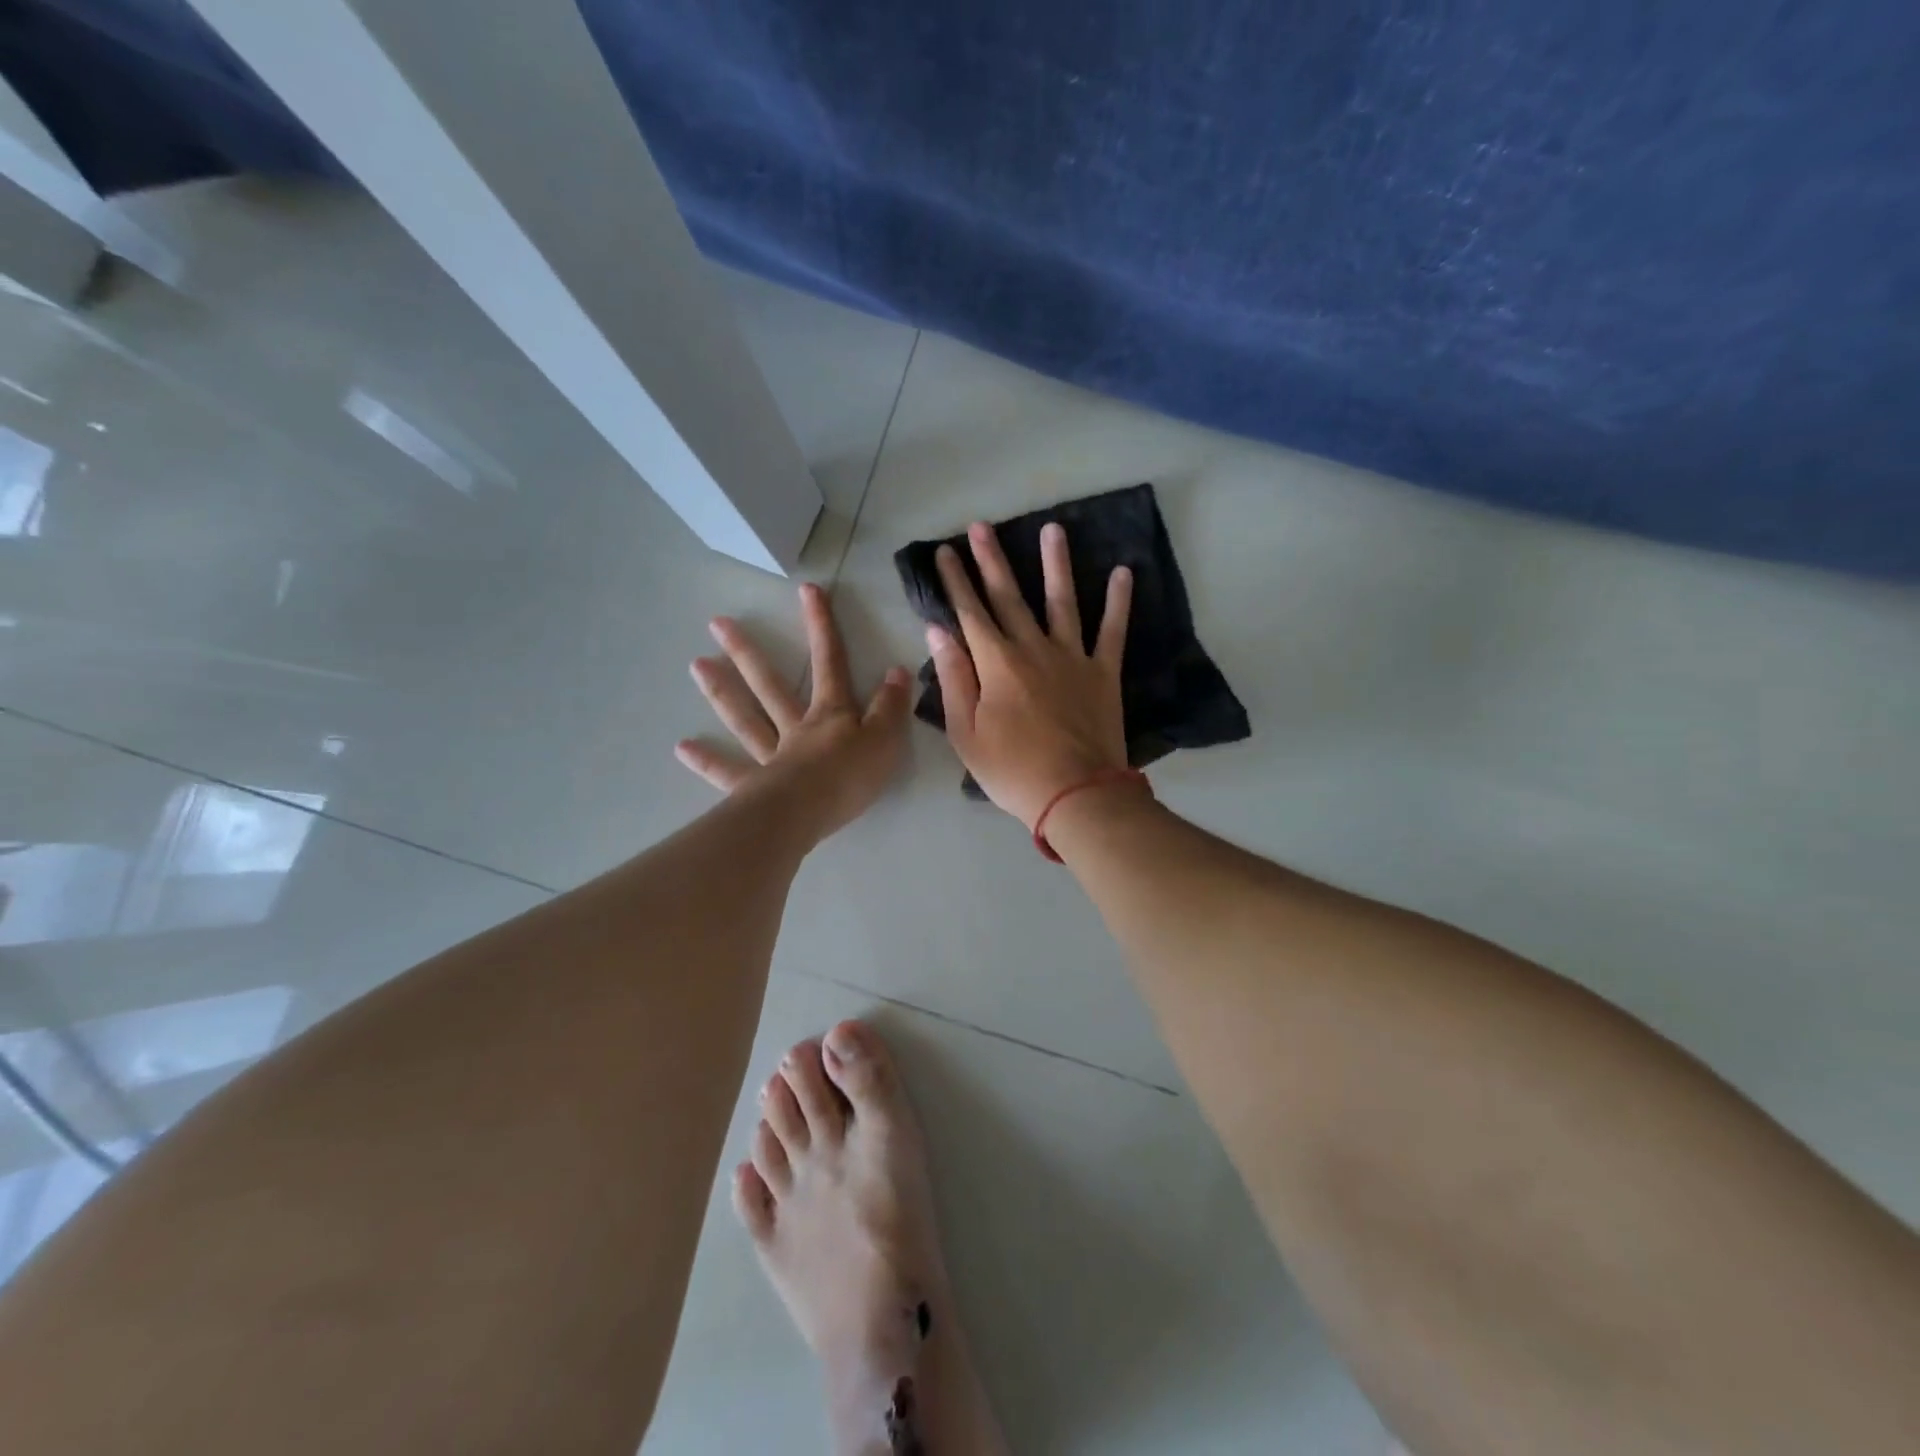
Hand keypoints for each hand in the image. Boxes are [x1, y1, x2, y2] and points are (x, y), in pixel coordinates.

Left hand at [677, 583, 911, 840]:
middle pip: (770, 684)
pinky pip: (729, 771)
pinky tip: (683, 747)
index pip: (830, 662)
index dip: (821, 625)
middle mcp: (796, 727)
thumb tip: (897, 671)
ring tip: (696, 665)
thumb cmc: (851, 776)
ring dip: (722, 691)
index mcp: (830, 714)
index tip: (807, 590)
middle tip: (717, 623)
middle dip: (748, 652)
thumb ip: (891, 706)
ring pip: (745, 718)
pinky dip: (707, 760)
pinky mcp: (754, 787)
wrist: (811, 812)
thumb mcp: (886, 739)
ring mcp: (771, 755)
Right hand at [928, 521, 1133, 827]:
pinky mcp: (1104, 672)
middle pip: (1009, 597)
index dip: (955, 580)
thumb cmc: (1012, 770)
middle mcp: (1033, 648)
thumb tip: (938, 631)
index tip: (944, 551)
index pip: (969, 612)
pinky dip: (1118, 602)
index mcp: (996, 664)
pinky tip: (1122, 572)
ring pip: (1062, 601)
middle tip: (982, 526)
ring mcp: (1073, 657)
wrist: (1076, 794)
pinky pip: (1112, 630)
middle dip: (992, 560)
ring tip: (1053, 529)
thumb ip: (953, 678)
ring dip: (1055, 563)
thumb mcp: (965, 732)